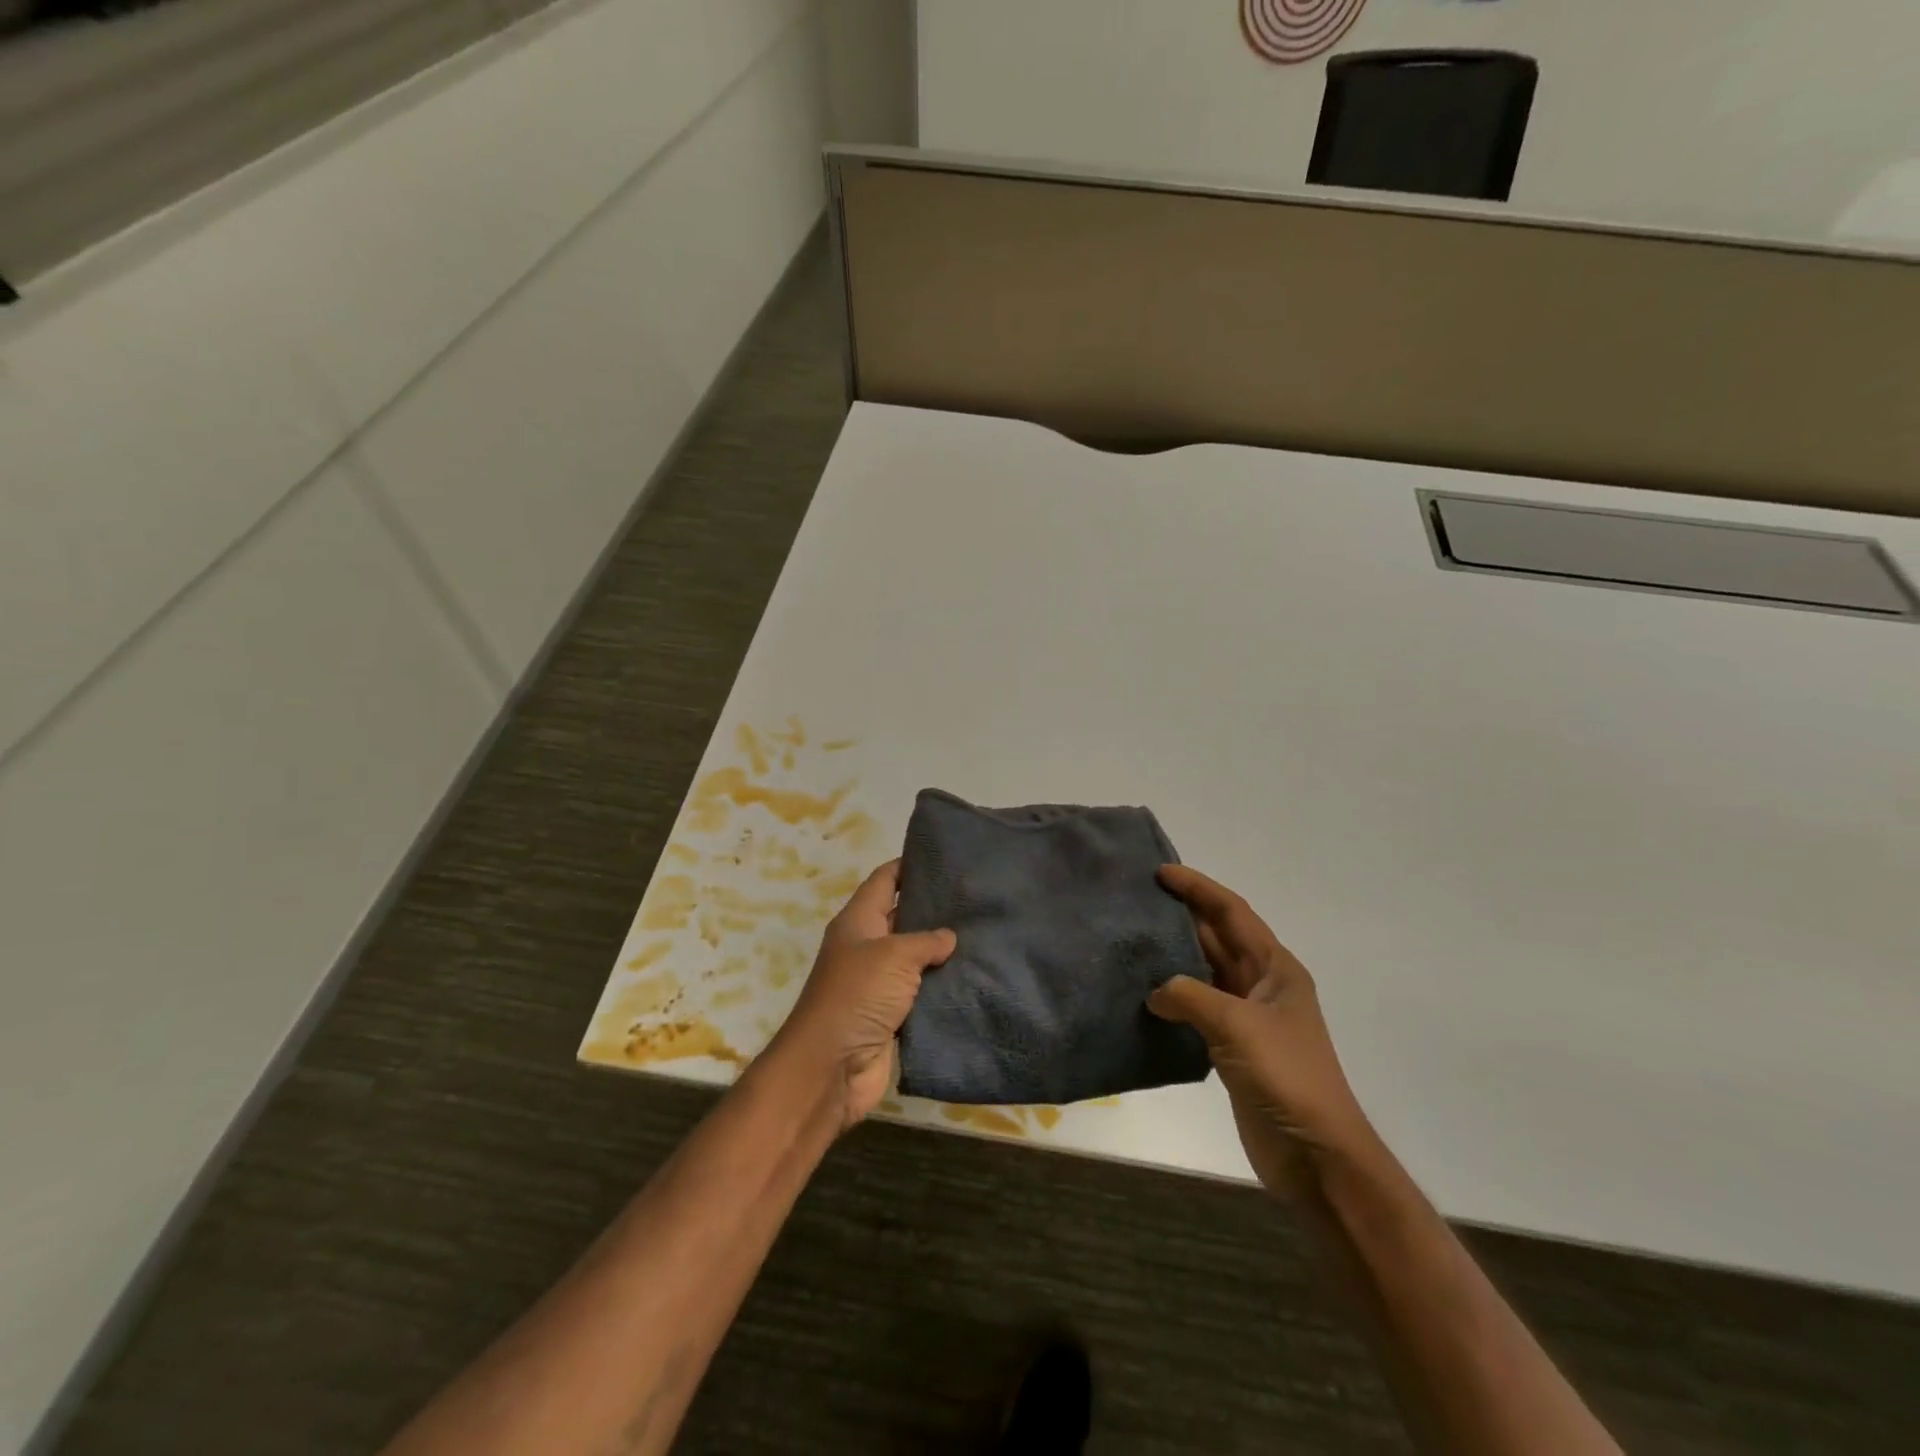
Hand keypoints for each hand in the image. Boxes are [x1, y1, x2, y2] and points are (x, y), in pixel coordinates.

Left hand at [766, 859, 955, 1130]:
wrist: (831, 1067)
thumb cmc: (857, 996)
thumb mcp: (893, 956)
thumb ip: (925, 941)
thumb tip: (948, 937)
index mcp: (858, 921)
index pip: (885, 880)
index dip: (909, 865)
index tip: (945, 857)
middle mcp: (867, 947)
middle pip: (902, 917)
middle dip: (934, 908)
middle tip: (975, 897)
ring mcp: (878, 983)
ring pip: (915, 958)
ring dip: (942, 951)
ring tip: (984, 934)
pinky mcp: (891, 1015)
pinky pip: (921, 993)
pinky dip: (942, 986)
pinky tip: (974, 977)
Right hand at [1149, 865, 1375, 1194]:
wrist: (1316, 1155)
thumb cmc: (1286, 1077)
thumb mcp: (1237, 1026)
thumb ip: (1190, 996)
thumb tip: (1155, 993)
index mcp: (1276, 968)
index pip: (1232, 913)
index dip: (1198, 888)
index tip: (1161, 872)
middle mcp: (1263, 984)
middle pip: (1218, 937)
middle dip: (1183, 915)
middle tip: (1138, 899)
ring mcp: (1248, 1017)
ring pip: (1205, 971)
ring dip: (1175, 954)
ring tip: (1135, 938)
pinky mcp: (1233, 1047)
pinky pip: (1198, 1006)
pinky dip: (1174, 995)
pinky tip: (1145, 992)